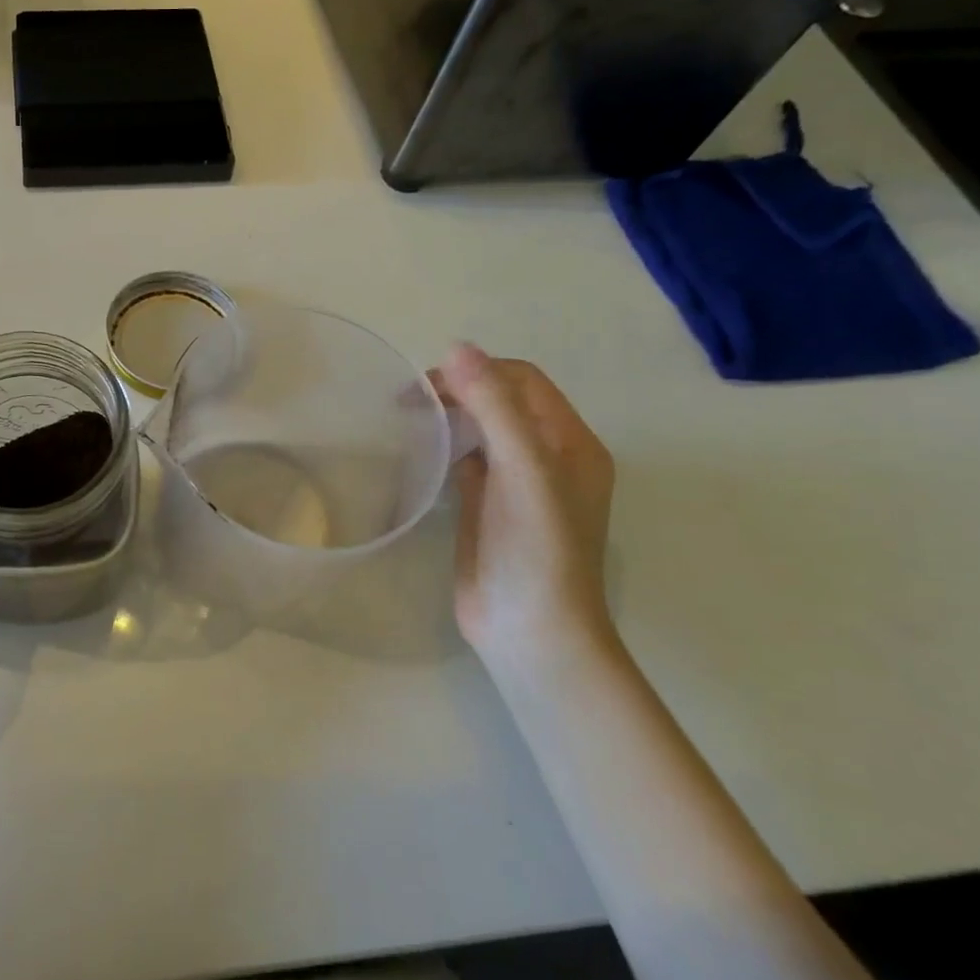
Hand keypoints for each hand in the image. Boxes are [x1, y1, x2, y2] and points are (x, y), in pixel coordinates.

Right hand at [433, 345, 615, 676]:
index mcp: (572, 443)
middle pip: (502, 401)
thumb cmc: (537, 550)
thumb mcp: (523, 470)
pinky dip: (444, 446)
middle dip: (459, 389)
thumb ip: (495, 407)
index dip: (479, 370)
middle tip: (408, 398)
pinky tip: (418, 450)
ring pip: (482, 429)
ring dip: (450, 415)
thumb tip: (457, 347)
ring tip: (407, 416)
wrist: (530, 632)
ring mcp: (518, 484)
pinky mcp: (488, 507)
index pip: (524, 381)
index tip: (429, 382)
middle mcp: (549, 457)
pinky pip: (467, 460)